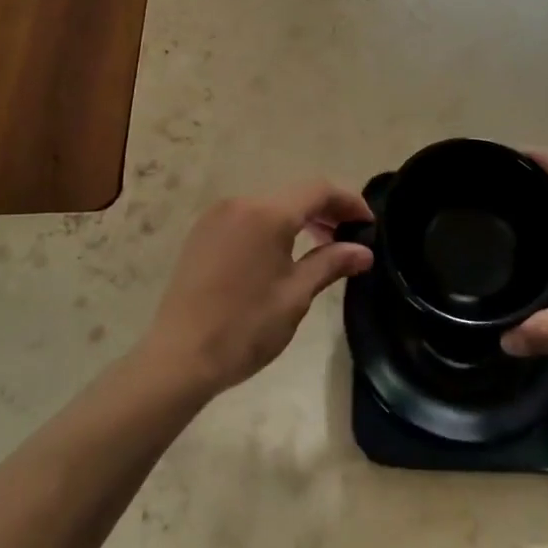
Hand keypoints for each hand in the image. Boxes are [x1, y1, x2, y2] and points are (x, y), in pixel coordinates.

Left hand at [139, 180, 373, 397]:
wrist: (178, 358)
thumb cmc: (244, 328)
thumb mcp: (295, 296)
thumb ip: (331, 264)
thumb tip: (364, 250)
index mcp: (267, 213)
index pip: (318, 189)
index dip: (348, 201)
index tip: (369, 223)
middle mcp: (241, 203)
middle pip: (294, 194)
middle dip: (325, 210)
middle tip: (348, 238)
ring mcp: (217, 215)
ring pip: (270, 204)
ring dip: (298, 218)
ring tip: (320, 246)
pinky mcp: (202, 232)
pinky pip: (247, 217)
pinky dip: (271, 225)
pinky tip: (280, 253)